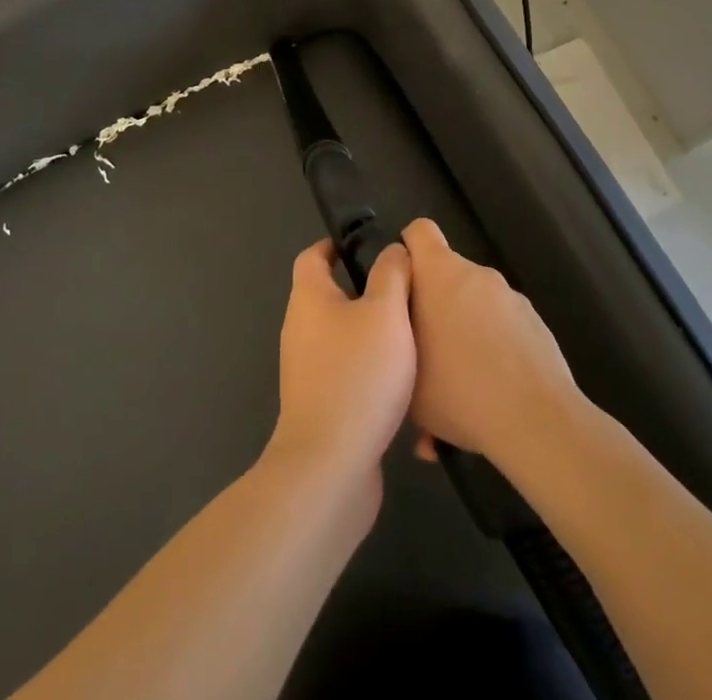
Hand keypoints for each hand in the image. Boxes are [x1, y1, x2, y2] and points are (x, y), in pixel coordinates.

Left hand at [265, 240, 415, 496]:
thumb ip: (392, 274)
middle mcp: (300, 329)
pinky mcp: (319, 404)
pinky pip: (345, 372)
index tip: (369, 246)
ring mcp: (306, 370)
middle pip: (328, 295)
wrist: (331, 466)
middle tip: (405, 291)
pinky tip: (401, 381)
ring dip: (369, 332)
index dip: (337, 245)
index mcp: (309, 298)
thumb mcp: (386, 313)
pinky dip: (368, 368)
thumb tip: (393, 250)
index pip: (313, 256)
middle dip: (362, 290)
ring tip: (411, 333)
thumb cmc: (358, 375)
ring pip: (340, 336)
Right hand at [401, 219, 581, 466]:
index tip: (402, 286)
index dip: (408, 252)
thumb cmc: (458, 389)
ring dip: (465, 326)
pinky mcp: (535, 322)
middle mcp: (476, 274)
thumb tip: (400, 324)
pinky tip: (492, 387)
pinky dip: (494, 344)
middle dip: (436, 303)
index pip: (419, 231)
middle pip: (447, 274)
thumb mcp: (405, 369)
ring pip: (475, 302)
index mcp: (439, 273)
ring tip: (461, 377)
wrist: (536, 421)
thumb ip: (396, 333)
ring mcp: (510, 296)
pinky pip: (502, 325)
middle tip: (427, 347)